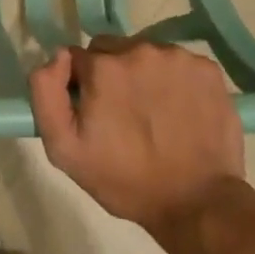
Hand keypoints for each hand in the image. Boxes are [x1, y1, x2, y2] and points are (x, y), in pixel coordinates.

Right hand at [29, 38, 243, 236]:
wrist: (197, 203)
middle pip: (113, 50)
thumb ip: (46, 93)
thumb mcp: (65, 149)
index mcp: (104, 66)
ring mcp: (178, 57)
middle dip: (112, 75)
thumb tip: (58, 55)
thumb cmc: (125, 180)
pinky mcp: (208, 69)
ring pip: (147, 55)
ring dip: (144, 75)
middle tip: (124, 115)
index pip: (79, 58)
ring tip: (155, 115)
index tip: (95, 113)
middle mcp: (140, 50)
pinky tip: (180, 111)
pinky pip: (179, 64)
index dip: (83, 85)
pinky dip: (176, 81)